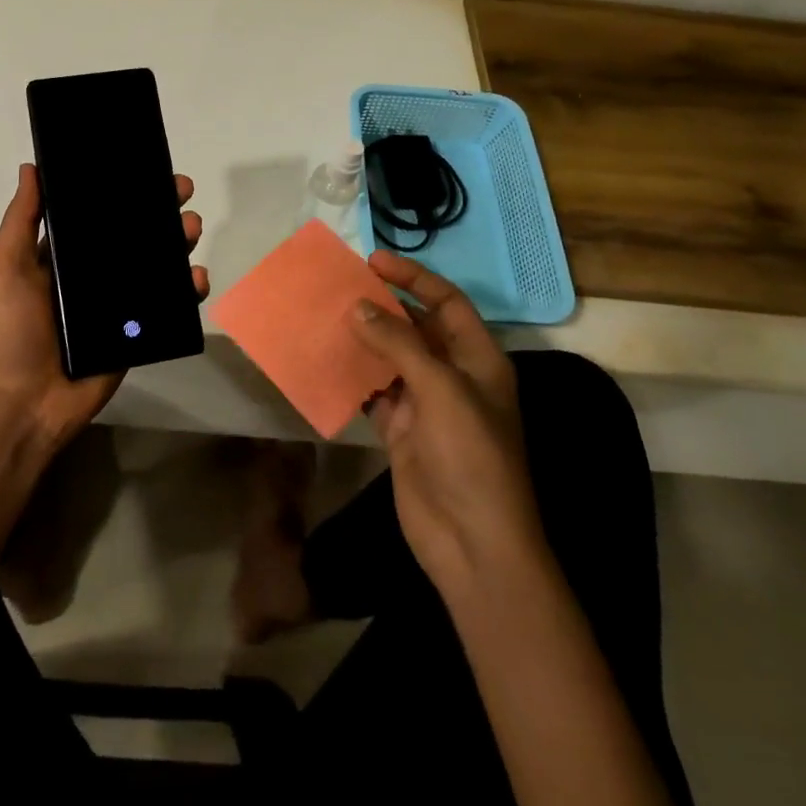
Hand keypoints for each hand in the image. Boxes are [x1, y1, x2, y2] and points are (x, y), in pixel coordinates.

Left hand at [0, 163, 208, 457]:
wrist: (27, 405)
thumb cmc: (11, 332)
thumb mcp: (6, 269)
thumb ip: (21, 220)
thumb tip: (31, 167)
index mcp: (62, 256)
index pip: (96, 214)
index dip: (119, 191)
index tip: (143, 167)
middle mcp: (92, 274)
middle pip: (132, 234)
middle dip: (158, 210)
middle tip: (181, 190)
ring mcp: (117, 304)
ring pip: (155, 264)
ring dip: (177, 242)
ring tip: (191, 226)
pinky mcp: (137, 331)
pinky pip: (168, 305)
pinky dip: (187, 289)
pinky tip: (196, 276)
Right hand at [348, 251, 545, 597]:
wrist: (473, 543)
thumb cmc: (471, 455)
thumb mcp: (441, 389)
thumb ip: (399, 343)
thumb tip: (358, 307)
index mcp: (479, 359)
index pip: (447, 302)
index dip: (414, 278)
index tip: (374, 262)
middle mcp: (454, 375)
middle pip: (417, 327)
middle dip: (384, 306)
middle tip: (341, 286)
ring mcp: (426, 404)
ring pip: (391, 358)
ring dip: (364, 339)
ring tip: (327, 316)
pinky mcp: (402, 431)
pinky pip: (374, 392)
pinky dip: (353, 377)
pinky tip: (326, 361)